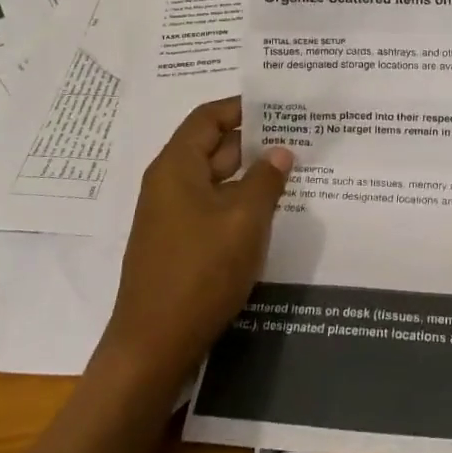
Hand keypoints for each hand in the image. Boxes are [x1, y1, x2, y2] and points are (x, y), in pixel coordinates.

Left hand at [102, 98, 292, 383]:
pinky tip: (270, 211)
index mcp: (176, 167)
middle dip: (254, 141)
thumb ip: (265, 180)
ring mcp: (172, 216)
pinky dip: (239, 202)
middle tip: (298, 137)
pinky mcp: (179, 244)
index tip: (279, 105)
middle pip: (213, 146)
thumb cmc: (199, 273)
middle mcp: (169, 184)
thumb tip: (280, 151)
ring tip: (294, 171)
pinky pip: (213, 208)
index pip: (208, 118)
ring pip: (216, 180)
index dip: (242, 107)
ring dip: (250, 175)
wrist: (153, 347)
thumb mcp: (244, 221)